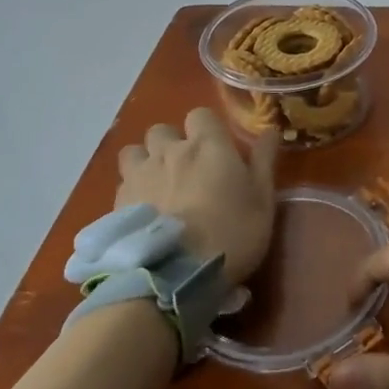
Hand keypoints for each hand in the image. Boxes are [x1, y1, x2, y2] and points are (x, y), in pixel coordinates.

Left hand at [115, 108, 277, 284]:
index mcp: (207, 145)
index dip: (207, 128)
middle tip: (185, 168)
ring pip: (134, 152)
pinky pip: (121, 183)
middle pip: (162, 130)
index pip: (200, 114)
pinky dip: (131, 190)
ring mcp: (139, 175)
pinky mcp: (117, 202)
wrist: (176, 275)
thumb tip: (270, 130)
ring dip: (145, 161)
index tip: (216, 148)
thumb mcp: (262, 199)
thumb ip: (264, 160)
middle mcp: (169, 151)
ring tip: (156, 184)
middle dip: (171, 143)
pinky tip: (142, 212)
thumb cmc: (232, 232)